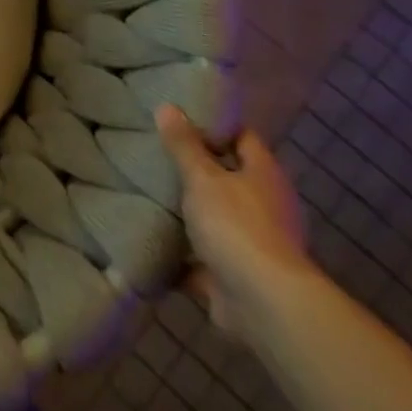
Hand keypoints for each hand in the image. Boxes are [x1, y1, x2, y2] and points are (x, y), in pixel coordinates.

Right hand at [156, 104, 312, 343]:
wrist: (262, 304)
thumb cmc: (236, 226)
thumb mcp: (203, 177)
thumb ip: (184, 145)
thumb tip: (168, 106)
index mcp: (264, 175)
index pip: (242, 136)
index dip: (214, 125)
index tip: (179, 117)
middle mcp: (264, 205)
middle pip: (228, 176)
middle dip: (195, 167)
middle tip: (155, 150)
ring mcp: (253, 241)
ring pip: (214, 215)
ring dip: (188, 209)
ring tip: (147, 187)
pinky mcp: (236, 272)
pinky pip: (202, 253)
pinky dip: (181, 248)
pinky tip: (150, 233)